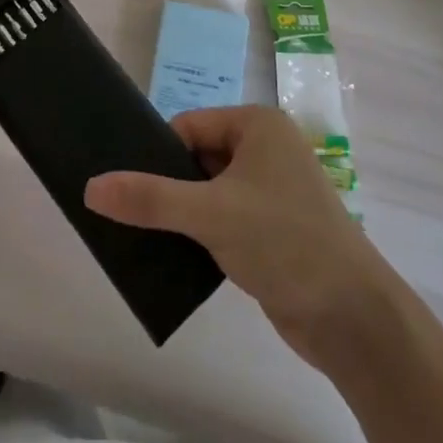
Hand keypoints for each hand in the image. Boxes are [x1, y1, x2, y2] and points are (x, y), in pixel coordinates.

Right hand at [85, 106, 389, 366]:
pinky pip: (224, 219)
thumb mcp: (210, 213)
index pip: (190, 126)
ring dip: (182, 213)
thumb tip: (91, 187)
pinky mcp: (272, 229)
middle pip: (198, 157)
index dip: (159, 154)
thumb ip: (150, 198)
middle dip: (169, 185)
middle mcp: (267, 149)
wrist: (352, 317)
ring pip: (210, 191)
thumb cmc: (284, 241)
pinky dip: (201, 234)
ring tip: (143, 235)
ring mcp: (272, 190)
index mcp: (258, 125)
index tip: (126, 184)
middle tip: (129, 212)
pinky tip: (174, 256)